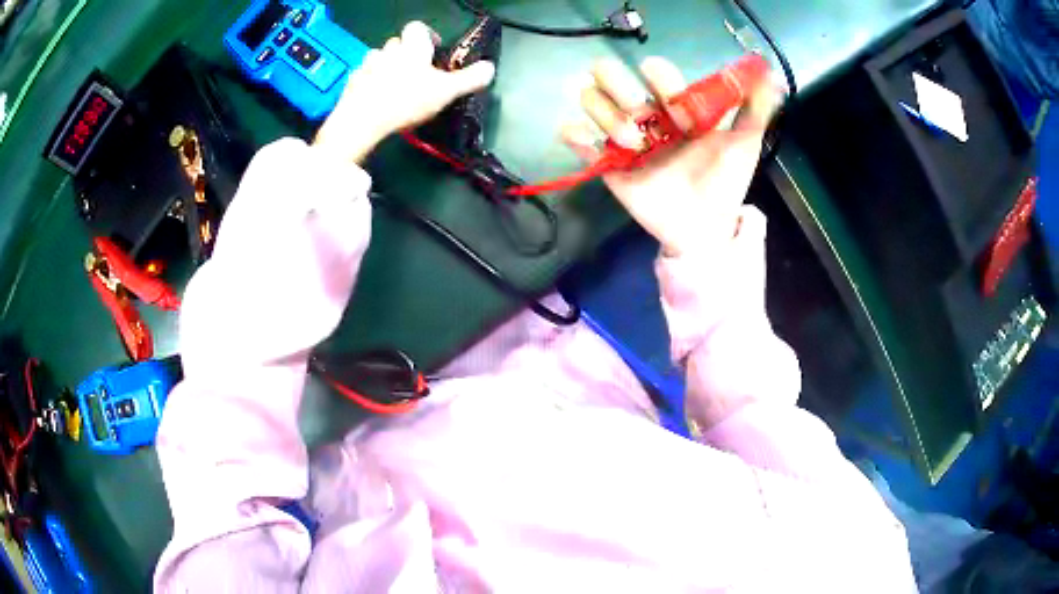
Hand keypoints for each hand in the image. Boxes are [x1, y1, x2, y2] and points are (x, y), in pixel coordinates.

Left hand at [314, 21, 495, 163]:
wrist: (362, 120)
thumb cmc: (406, 101)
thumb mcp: (446, 92)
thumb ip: (469, 79)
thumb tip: (489, 68)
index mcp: (413, 47)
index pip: (418, 28)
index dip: (427, 35)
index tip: (434, 49)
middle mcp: (389, 50)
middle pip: (398, 43)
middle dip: (407, 53)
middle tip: (417, 72)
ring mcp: (367, 65)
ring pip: (379, 58)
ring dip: (387, 66)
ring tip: (395, 85)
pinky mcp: (352, 83)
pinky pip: (363, 76)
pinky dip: (370, 83)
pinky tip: (376, 98)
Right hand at [561, 57, 780, 257]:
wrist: (706, 226)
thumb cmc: (725, 181)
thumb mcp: (745, 143)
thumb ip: (755, 109)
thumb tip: (771, 72)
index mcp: (674, 105)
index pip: (655, 71)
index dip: (667, 85)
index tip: (686, 114)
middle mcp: (644, 114)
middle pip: (610, 76)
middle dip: (622, 88)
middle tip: (645, 118)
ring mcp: (623, 138)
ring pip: (592, 102)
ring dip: (608, 116)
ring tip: (634, 145)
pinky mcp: (608, 165)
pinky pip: (579, 143)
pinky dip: (574, 136)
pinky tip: (581, 137)